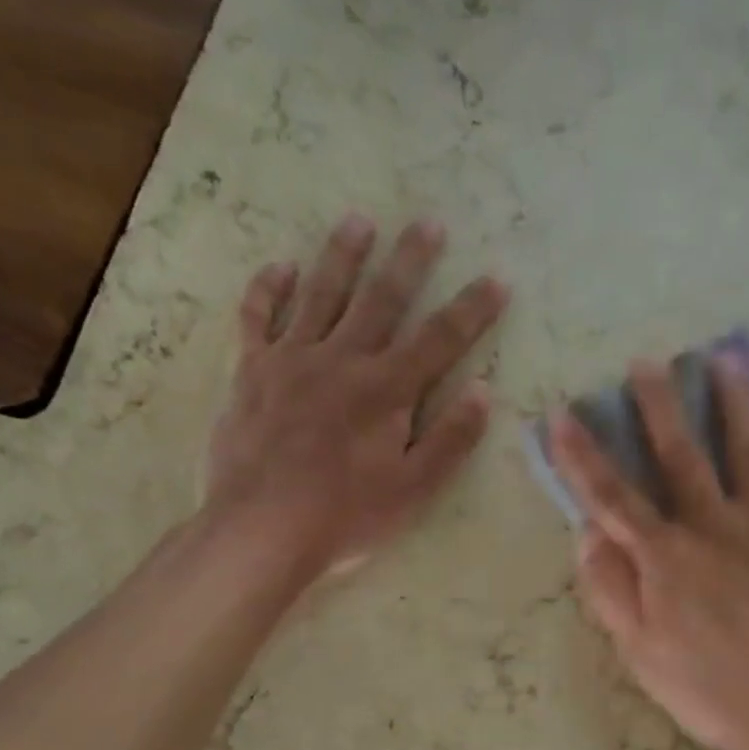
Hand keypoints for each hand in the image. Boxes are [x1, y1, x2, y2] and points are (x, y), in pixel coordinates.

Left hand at [205, 214, 509, 576]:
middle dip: (410, 261)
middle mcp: (343, 360)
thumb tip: (482, 390)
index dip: (472, 309)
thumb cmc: (348, 515)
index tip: (496, 278)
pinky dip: (268, 290)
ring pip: (322, 295)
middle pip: (383, 300)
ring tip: (359, 221)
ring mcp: (292, 360)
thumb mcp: (415, 488)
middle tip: (428, 222)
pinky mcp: (252, 372)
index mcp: (387, 390)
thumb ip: (451, 438)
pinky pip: (258, 318)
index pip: (440, 339)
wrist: (263, 528)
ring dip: (343, 256)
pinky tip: (281, 267)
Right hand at [550, 358, 748, 749]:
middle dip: (660, 406)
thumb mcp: (638, 652)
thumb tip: (587, 535)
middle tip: (648, 362)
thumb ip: (610, 589)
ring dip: (735, 403)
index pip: (613, 496)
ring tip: (726, 362)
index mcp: (666, 556)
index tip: (564, 415)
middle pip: (682, 454)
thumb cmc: (707, 689)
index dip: (584, 456)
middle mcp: (715, 526)